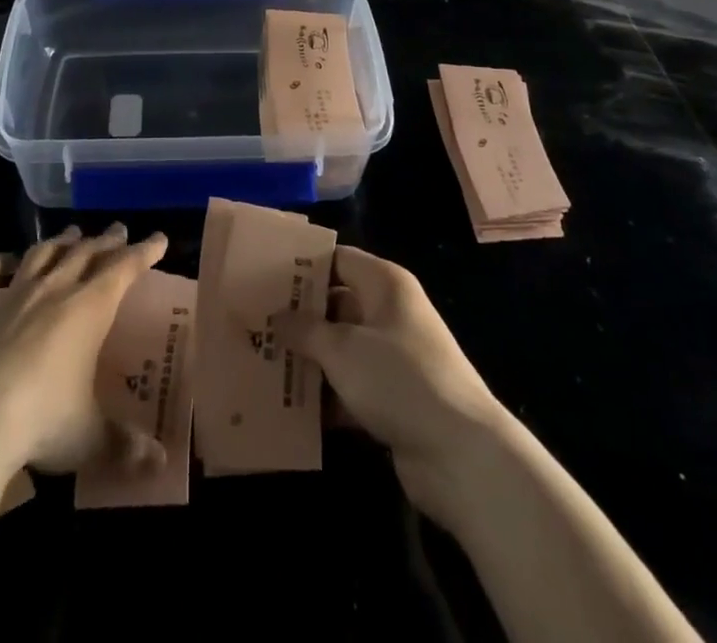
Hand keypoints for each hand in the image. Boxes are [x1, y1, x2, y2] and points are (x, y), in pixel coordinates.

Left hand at [0, 223, 167, 477]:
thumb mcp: (91, 438)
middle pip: (85, 253)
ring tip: (72, 235)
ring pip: (42, 254)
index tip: (160, 238)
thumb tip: (161, 465)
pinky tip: (5, 261)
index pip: (124, 268)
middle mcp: (54, 290)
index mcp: (89, 308)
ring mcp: (12, 297)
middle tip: (119, 231)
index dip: (144, 252)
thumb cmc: (43, 422)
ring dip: (61, 242)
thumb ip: (126, 447)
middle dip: (105, 241)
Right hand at [284, 246, 516, 529]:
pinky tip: (289, 405)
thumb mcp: (343, 349)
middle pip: (336, 304)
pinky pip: (351, 385)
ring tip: (261, 362)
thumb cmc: (399, 379)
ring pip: (341, 348)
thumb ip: (305, 330)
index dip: (302, 265)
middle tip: (254, 323)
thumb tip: (275, 316)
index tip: (261, 275)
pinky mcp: (394, 398)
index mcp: (385, 284)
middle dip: (298, 316)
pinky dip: (325, 394)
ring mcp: (394, 357)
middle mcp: (390, 313)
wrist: (462, 456)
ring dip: (308, 358)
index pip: (337, 259)